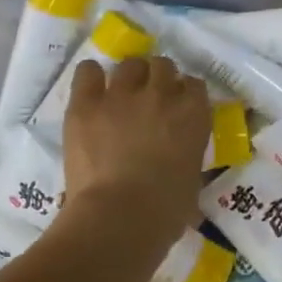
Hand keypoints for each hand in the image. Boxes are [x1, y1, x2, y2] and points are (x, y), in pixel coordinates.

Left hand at [62, 55, 210, 247]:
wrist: (119, 217)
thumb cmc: (165, 211)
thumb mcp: (192, 181)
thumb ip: (188, 158)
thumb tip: (180, 163)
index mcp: (193, 114)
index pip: (195, 85)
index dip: (185, 95)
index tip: (179, 108)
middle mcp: (160, 94)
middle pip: (163, 66)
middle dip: (158, 79)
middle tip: (149, 101)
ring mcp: (121, 94)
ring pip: (129, 64)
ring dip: (129, 77)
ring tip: (121, 96)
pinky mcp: (86, 103)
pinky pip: (88, 71)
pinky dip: (91, 78)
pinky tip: (91, 92)